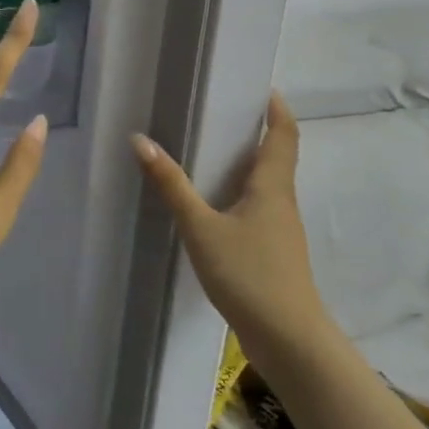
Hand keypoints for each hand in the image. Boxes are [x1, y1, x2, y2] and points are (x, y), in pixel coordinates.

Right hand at [131, 92, 333, 361]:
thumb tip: (140, 140)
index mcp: (272, 187)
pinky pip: (257, 210)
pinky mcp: (273, 254)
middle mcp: (282, 203)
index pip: (284, 136)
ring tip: (212, 151)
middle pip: (276, 158)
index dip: (277, 110)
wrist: (288, 340)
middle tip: (223, 112)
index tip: (264, 88)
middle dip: (257, 133)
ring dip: (247, 165)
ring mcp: (280, 231)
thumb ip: (172, 185)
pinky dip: (240, 194)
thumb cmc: (249, 274)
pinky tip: (215, 205)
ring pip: (266, 186)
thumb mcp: (201, 227)